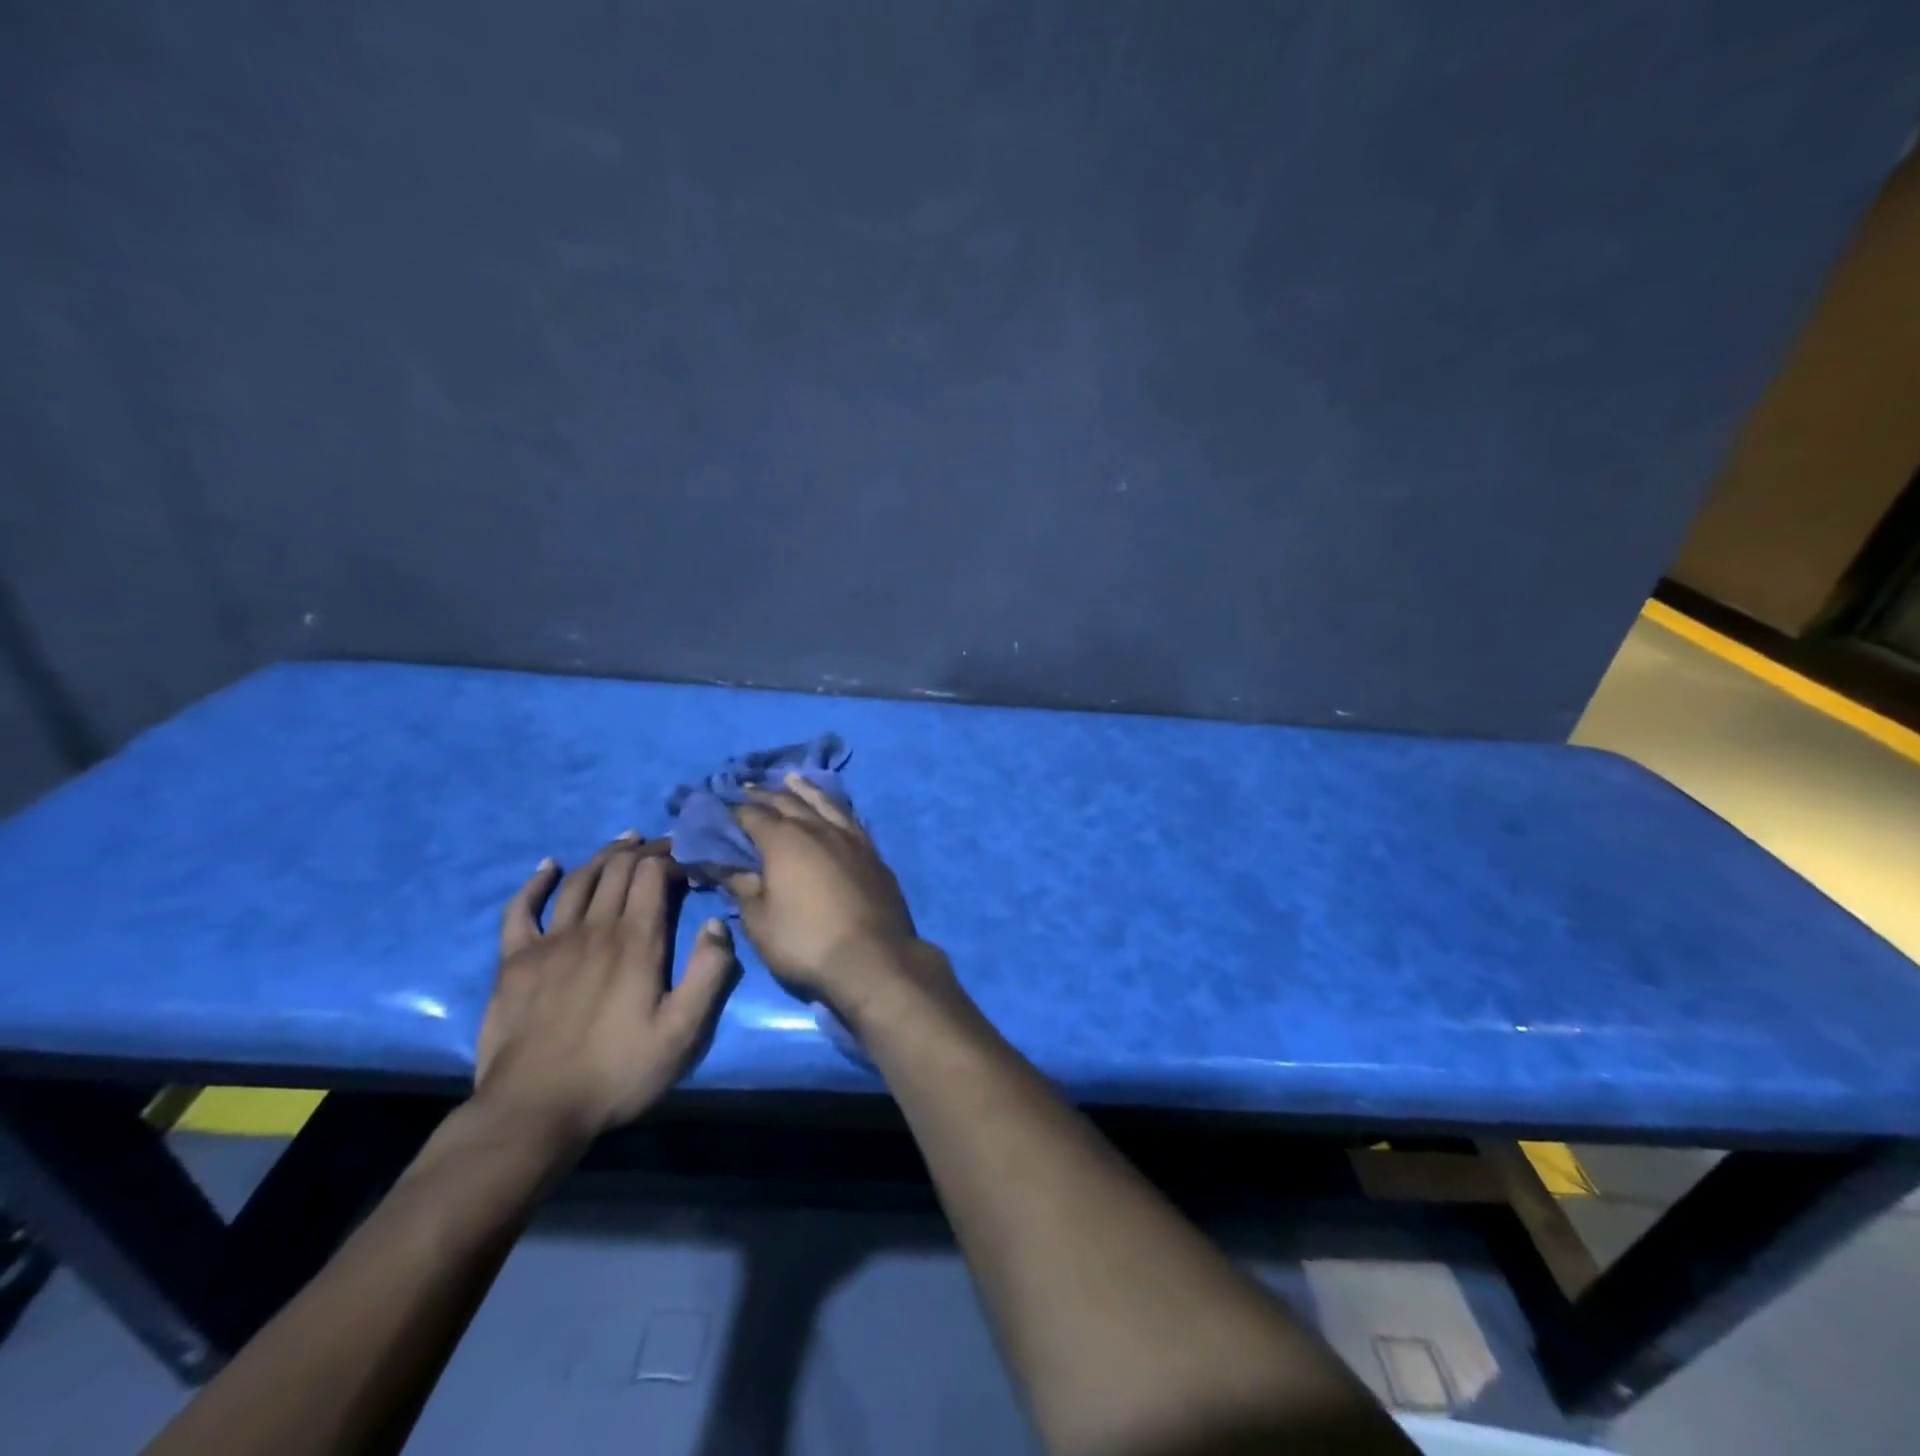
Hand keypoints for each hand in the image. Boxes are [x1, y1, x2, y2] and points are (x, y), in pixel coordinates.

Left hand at [476, 836, 739, 1143]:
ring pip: (579, 880)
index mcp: (637, 941)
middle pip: (618, 869)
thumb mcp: (682, 1033)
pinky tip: (548, 867)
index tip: (689, 856)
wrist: (533, 1111)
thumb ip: (708, 974)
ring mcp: (550, 942)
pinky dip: (536, 883)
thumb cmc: (617, 1072)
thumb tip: (716, 923)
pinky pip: (521, 909)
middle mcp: (594, 928)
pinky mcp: (515, 961)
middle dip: (644, 849)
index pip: (653, 874)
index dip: (672, 856)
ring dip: (604, 855)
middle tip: (662, 845)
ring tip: (623, 841)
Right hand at [728, 776, 935, 1017]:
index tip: (719, 804)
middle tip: (746, 787)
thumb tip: (720, 865)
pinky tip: (833, 808)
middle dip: (763, 794)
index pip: (752, 815)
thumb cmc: (806, 941)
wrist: (873, 957)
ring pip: (823, 802)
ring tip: (790, 778)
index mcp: (784, 840)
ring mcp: (850, 837)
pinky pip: (849, 817)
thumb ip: (740, 886)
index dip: (733, 809)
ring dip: (802, 789)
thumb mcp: (760, 920)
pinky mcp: (872, 852)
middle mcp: (817, 828)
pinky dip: (835, 806)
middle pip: (787, 802)